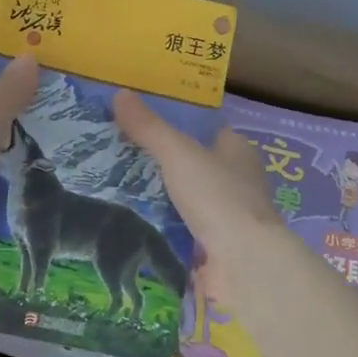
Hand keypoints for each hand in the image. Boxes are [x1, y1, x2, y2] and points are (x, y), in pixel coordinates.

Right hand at [114, 91, 280, 257]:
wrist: (242, 263)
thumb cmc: (217, 196)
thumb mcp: (177, 153)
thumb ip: (149, 127)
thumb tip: (119, 93)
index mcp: (236, 151)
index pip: (207, 130)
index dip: (178, 124)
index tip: (143, 121)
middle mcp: (236, 181)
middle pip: (194, 164)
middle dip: (162, 162)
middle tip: (119, 153)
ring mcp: (226, 217)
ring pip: (185, 198)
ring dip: (158, 196)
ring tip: (115, 185)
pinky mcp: (213, 248)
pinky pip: (180, 229)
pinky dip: (160, 226)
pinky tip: (130, 221)